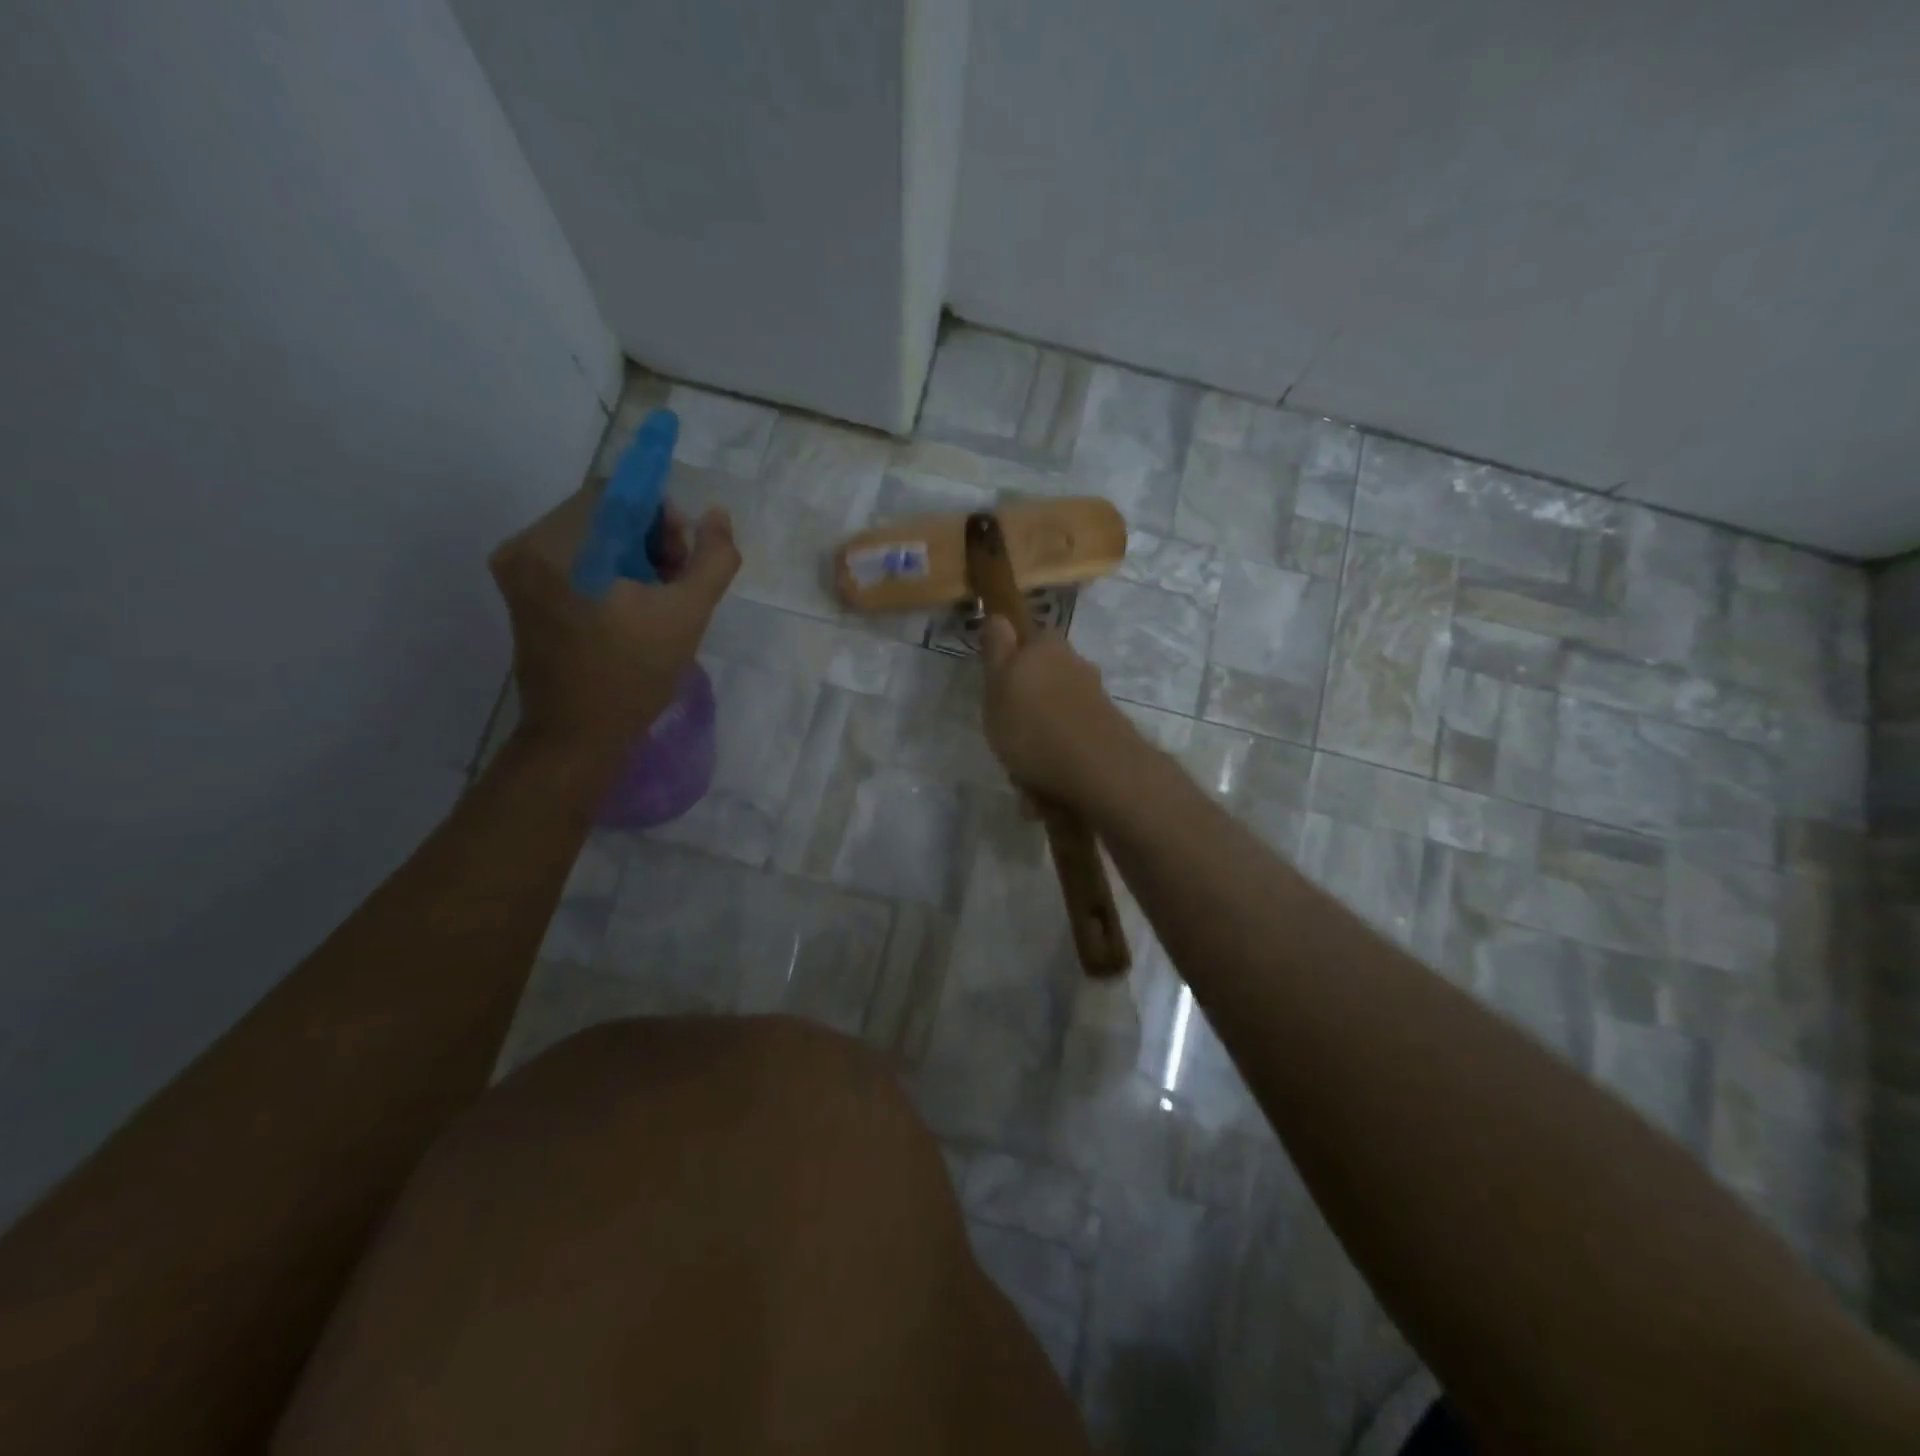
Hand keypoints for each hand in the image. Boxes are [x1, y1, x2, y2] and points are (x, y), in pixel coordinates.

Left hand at [490, 488, 738, 762]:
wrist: (578, 736)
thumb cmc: (633, 676)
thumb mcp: (688, 614)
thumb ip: (713, 559)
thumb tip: (717, 515)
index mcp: (559, 546)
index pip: (618, 493)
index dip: (662, 516)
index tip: (683, 556)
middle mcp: (526, 546)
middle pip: (603, 512)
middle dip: (649, 538)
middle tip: (675, 581)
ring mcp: (517, 569)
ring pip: (591, 534)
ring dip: (632, 555)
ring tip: (656, 598)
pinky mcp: (521, 591)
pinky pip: (575, 558)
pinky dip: (609, 571)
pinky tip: (631, 607)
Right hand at [979, 617, 1134, 806]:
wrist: (1099, 772)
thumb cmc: (1033, 726)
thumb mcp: (998, 683)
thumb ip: (996, 649)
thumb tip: (998, 614)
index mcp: (1047, 647)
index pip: (1025, 638)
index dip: (1008, 662)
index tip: (996, 691)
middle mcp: (1076, 666)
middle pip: (1042, 680)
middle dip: (1025, 708)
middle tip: (1007, 738)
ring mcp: (1094, 700)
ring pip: (1055, 715)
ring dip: (1039, 741)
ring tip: (1025, 774)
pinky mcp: (1106, 732)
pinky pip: (1070, 743)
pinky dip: (1056, 761)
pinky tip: (1046, 789)